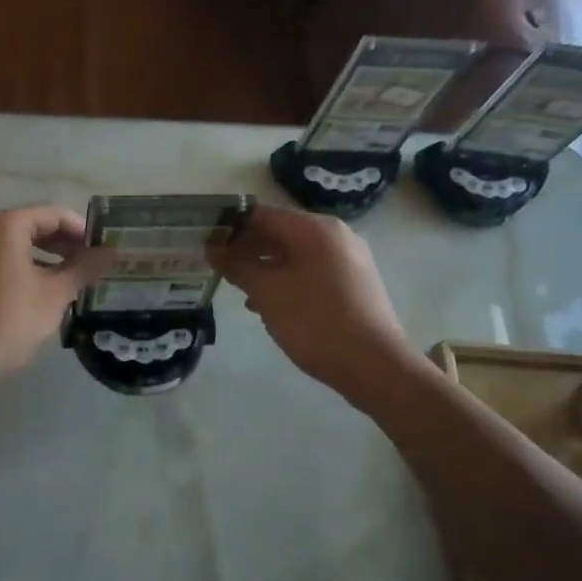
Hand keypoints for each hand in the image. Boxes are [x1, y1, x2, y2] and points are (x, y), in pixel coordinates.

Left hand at [0, 205, 107, 389]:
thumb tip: (111, 252)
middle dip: (64, 244)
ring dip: (44, 257)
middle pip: (32, 226)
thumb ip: (84, 267)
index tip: (103, 250)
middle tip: (91, 265)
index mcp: (5, 224)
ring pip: (15, 244)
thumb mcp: (55, 293)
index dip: (82, 230)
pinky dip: (22, 267)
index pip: (54, 215)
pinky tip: (40, 291)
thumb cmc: (10, 320)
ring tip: (70, 280)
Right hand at [210, 205, 428, 406]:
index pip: (262, 214)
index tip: (206, 244)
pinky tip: (270, 305)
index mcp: (315, 229)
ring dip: (265, 268)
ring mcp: (350, 259)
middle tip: (219, 270)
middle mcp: (336, 235)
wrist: (375, 366)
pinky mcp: (355, 283)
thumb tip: (213, 247)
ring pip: (296, 254)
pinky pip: (312, 271)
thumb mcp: (267, 292)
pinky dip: (288, 281)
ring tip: (241, 291)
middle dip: (247, 249)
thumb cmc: (315, 322)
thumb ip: (237, 265)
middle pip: (280, 232)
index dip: (231, 227)